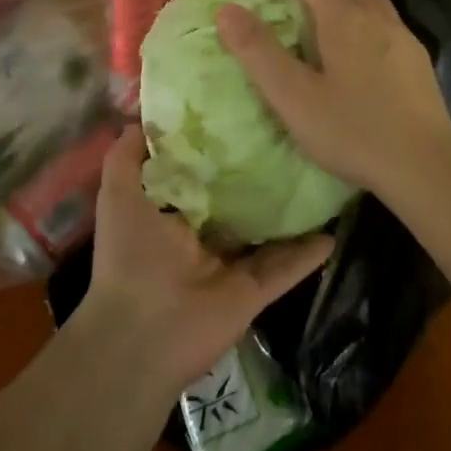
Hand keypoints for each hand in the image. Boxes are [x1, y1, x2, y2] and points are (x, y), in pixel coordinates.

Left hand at [78, 125, 333, 390]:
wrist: (141, 336)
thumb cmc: (129, 257)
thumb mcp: (117, 196)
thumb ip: (126, 157)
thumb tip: (142, 117)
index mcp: (171, 214)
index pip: (199, 175)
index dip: (217, 148)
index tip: (242, 114)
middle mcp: (202, 237)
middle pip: (237, 202)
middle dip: (258, 176)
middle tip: (293, 139)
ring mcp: (231, 266)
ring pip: (267, 234)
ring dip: (290, 213)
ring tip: (320, 178)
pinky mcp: (253, 291)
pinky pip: (285, 268)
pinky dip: (308, 253)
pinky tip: (333, 231)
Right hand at [215, 0, 450, 195]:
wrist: (426, 164)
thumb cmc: (353, 131)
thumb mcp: (293, 97)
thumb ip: (258, 52)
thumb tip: (226, 10)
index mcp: (344, 17)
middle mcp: (375, 13)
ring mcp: (401, 33)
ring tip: (317, 4)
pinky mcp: (415, 55)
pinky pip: (382, 11)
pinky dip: (359, 5)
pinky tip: (356, 37)